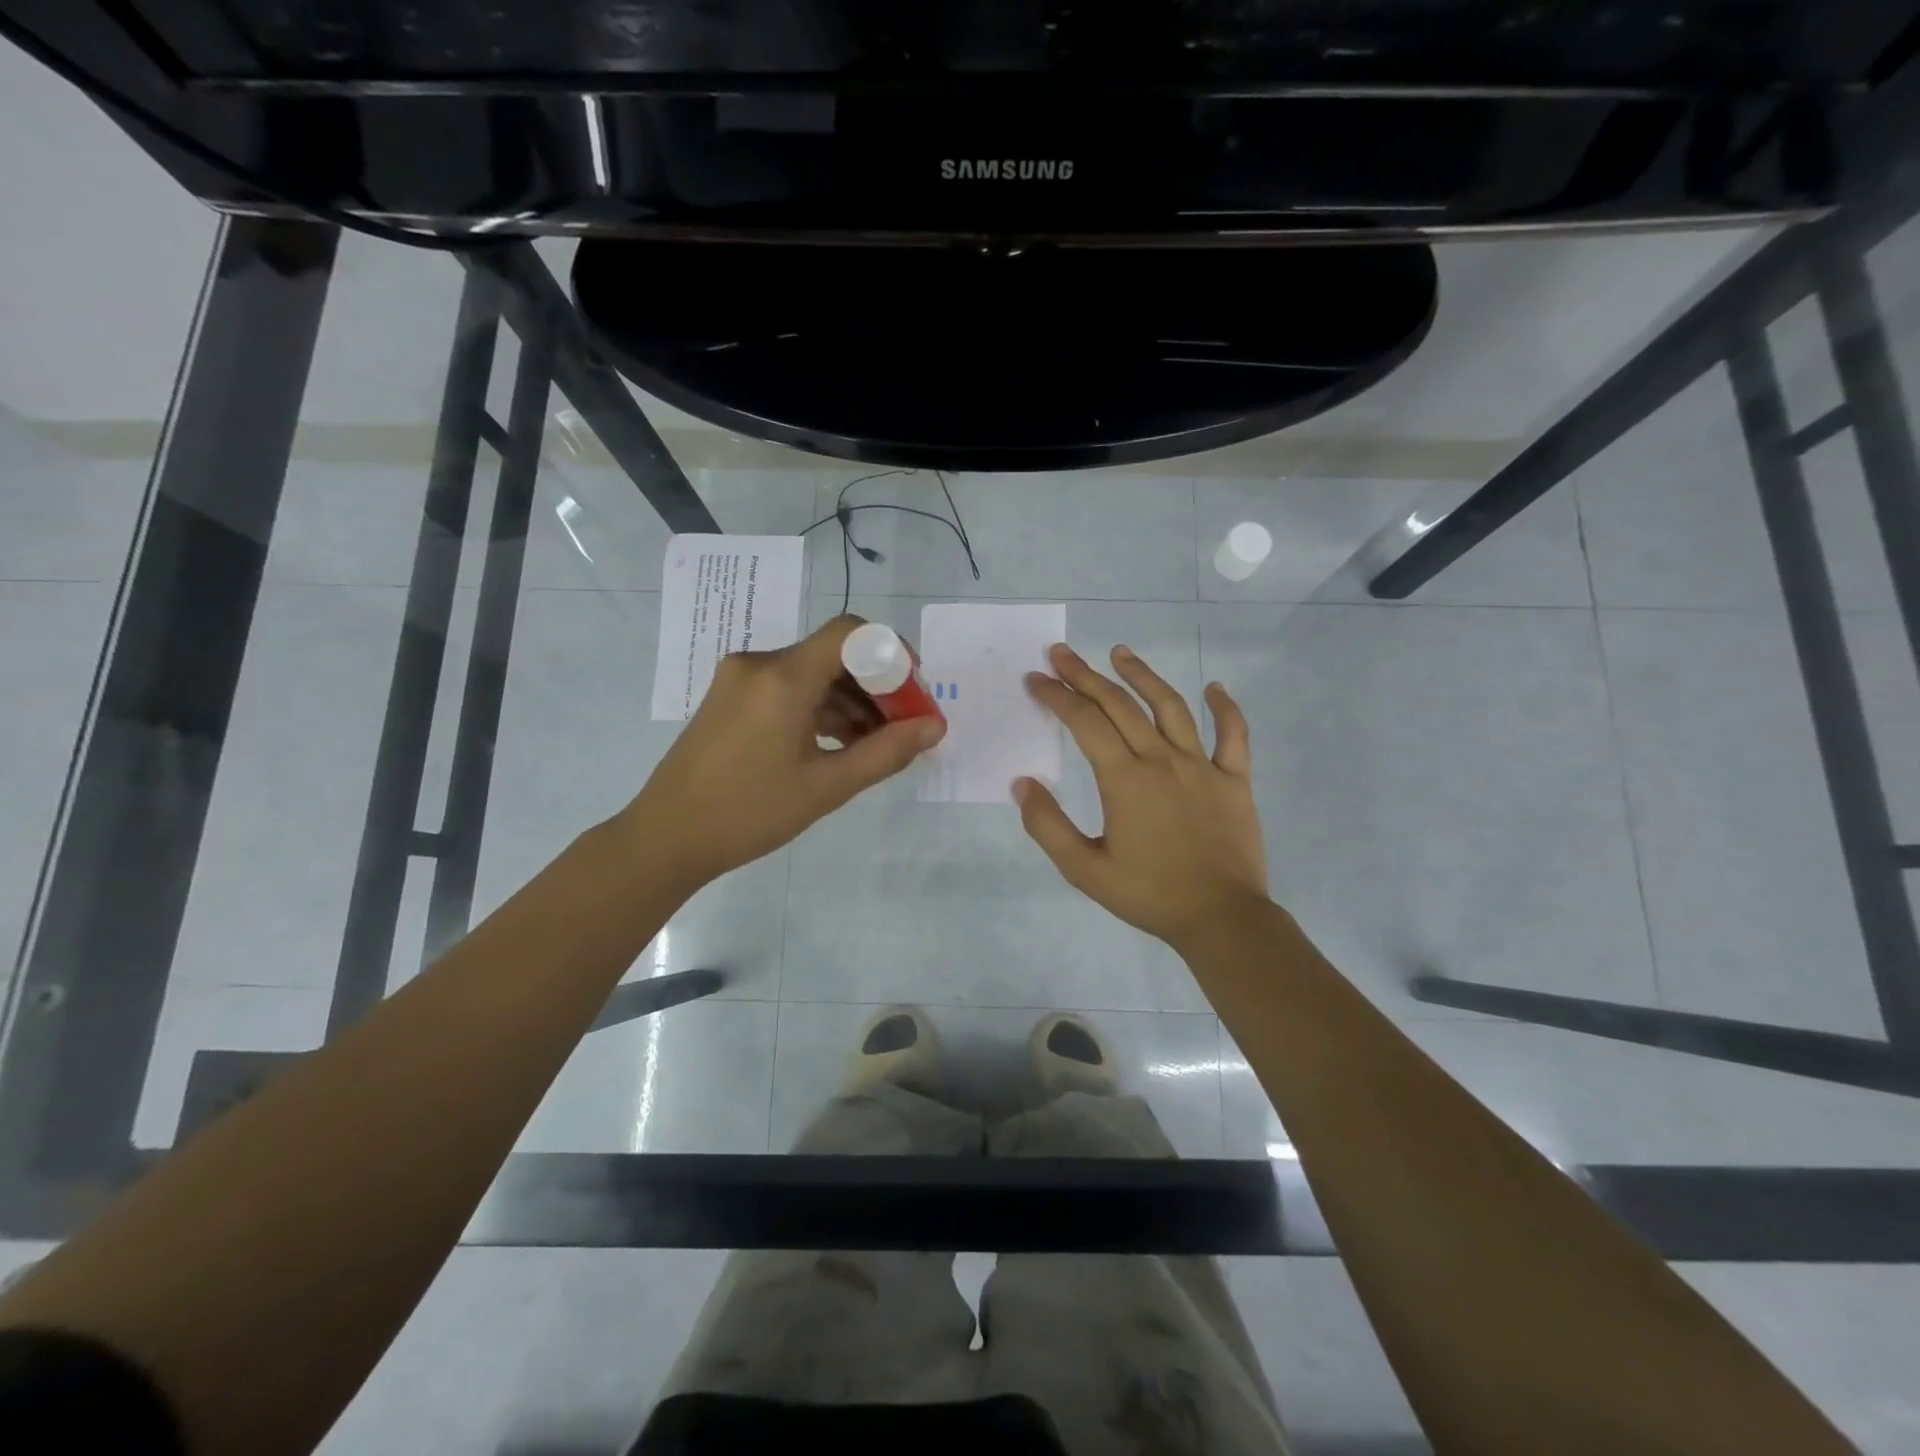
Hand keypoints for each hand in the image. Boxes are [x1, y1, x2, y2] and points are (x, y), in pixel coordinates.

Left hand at [622, 615, 945, 889]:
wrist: (666, 838)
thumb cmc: (749, 814)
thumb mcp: (826, 787)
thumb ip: (886, 752)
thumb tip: (935, 727)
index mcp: (782, 677)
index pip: (850, 633)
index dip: (891, 653)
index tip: (914, 691)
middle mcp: (760, 664)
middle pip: (834, 654)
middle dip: (876, 685)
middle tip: (904, 726)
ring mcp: (740, 679)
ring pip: (812, 674)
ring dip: (849, 702)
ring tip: (875, 745)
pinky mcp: (731, 698)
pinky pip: (788, 689)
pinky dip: (820, 709)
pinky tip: (839, 744)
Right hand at [1016, 643, 1268, 948]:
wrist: (1221, 918)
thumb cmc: (1149, 895)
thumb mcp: (1084, 869)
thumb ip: (1048, 826)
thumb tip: (1022, 783)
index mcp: (1124, 779)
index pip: (1083, 722)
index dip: (1056, 696)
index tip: (1035, 679)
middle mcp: (1161, 760)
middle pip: (1119, 705)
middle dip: (1085, 675)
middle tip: (1062, 653)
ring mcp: (1202, 766)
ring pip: (1170, 707)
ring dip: (1142, 676)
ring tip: (1120, 653)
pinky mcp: (1234, 779)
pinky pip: (1233, 735)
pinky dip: (1226, 708)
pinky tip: (1215, 688)